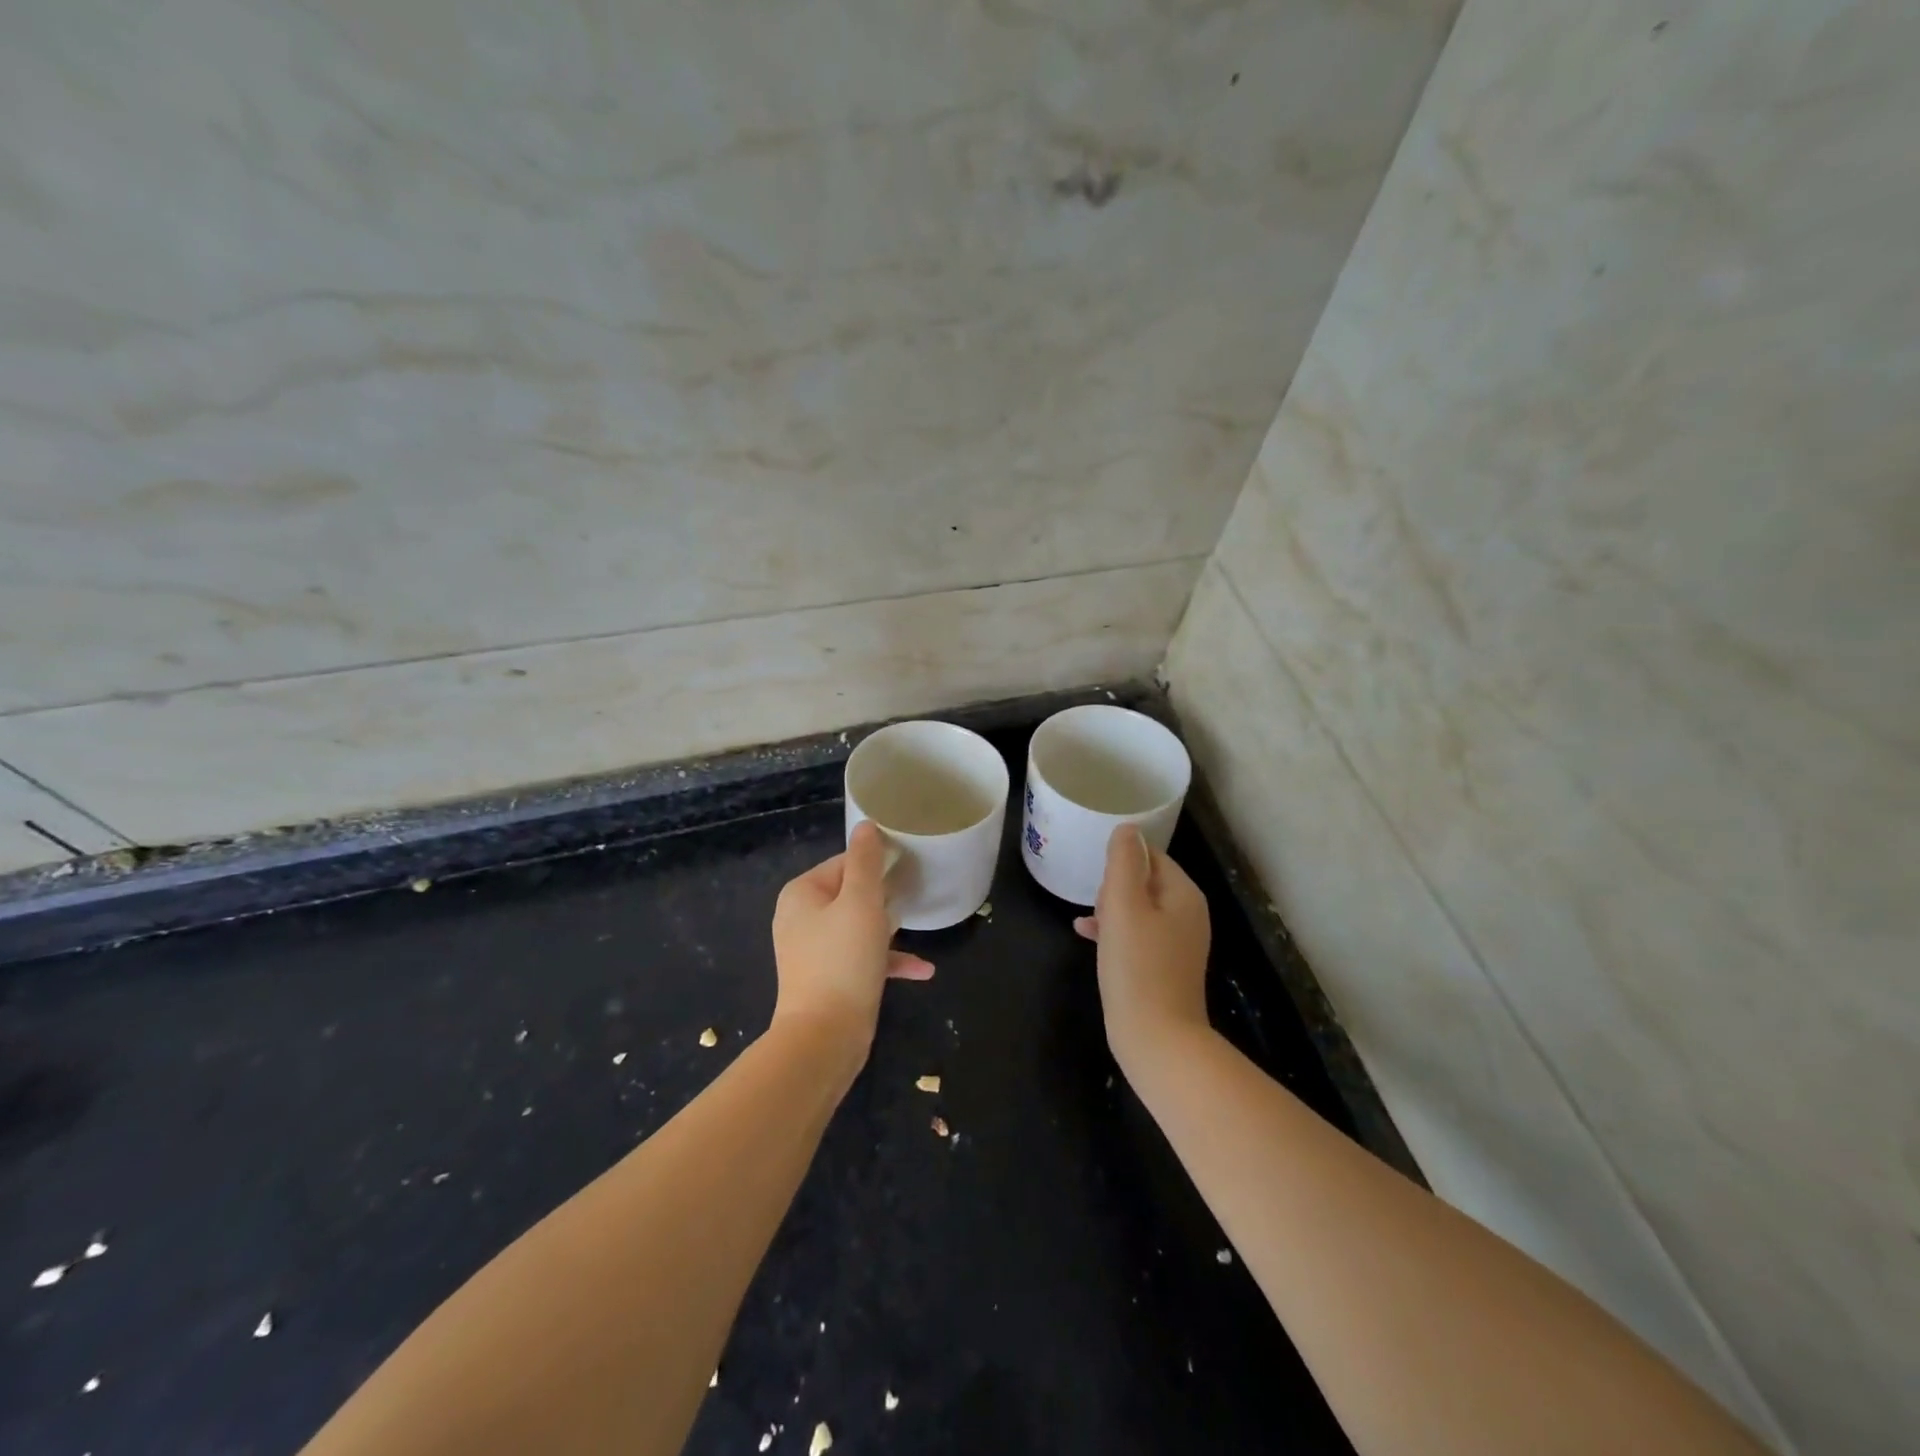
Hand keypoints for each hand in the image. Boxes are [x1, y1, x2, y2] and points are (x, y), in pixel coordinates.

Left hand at [771, 822, 934, 1053]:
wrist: (824, 1038)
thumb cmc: (843, 959)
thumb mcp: (861, 902)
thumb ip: (865, 861)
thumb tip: (866, 826)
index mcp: (802, 894)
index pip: (844, 863)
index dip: (877, 863)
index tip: (908, 867)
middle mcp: (801, 918)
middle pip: (851, 894)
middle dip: (885, 897)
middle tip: (917, 895)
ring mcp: (814, 951)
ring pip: (859, 926)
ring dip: (890, 930)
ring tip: (919, 927)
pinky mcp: (829, 979)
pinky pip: (861, 959)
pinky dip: (888, 961)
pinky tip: (923, 970)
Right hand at [1073, 824, 1211, 1065]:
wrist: (1156, 1038)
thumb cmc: (1137, 966)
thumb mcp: (1124, 906)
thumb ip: (1124, 862)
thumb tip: (1127, 829)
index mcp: (1184, 894)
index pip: (1151, 855)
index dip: (1121, 862)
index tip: (1100, 879)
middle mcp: (1187, 914)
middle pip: (1144, 880)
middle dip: (1115, 886)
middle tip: (1096, 903)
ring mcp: (1177, 943)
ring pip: (1137, 908)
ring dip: (1110, 908)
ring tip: (1088, 919)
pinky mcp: (1163, 966)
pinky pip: (1136, 935)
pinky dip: (1114, 931)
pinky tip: (1085, 934)